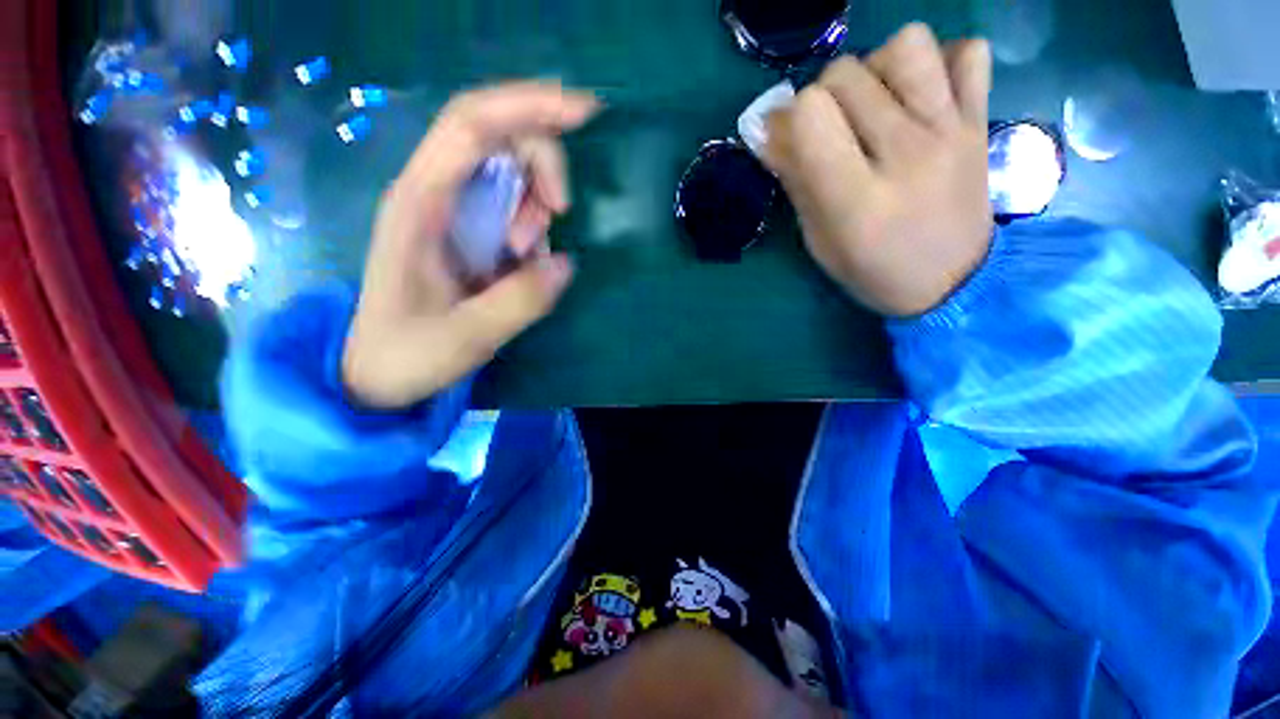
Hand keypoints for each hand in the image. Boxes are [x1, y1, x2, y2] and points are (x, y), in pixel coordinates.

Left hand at [343, 82, 598, 409]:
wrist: (378, 372)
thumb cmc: (407, 353)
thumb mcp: (466, 336)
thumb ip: (519, 301)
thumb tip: (566, 263)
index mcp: (420, 203)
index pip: (473, 125)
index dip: (529, 106)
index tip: (585, 112)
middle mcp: (434, 192)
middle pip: (500, 137)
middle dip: (543, 166)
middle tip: (558, 217)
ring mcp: (452, 209)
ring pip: (512, 170)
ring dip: (537, 203)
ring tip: (525, 253)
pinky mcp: (468, 229)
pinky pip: (514, 205)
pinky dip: (533, 224)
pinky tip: (522, 259)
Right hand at [762, 24, 993, 316]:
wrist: (954, 283)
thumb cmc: (873, 271)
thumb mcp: (818, 240)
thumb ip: (795, 181)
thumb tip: (768, 129)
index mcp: (856, 199)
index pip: (810, 114)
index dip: (790, 117)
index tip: (788, 136)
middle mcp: (905, 154)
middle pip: (846, 73)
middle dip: (823, 95)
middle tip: (831, 129)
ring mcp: (950, 131)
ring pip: (906, 45)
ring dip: (878, 67)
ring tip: (877, 103)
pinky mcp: (980, 120)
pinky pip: (967, 52)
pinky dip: (941, 63)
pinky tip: (923, 96)